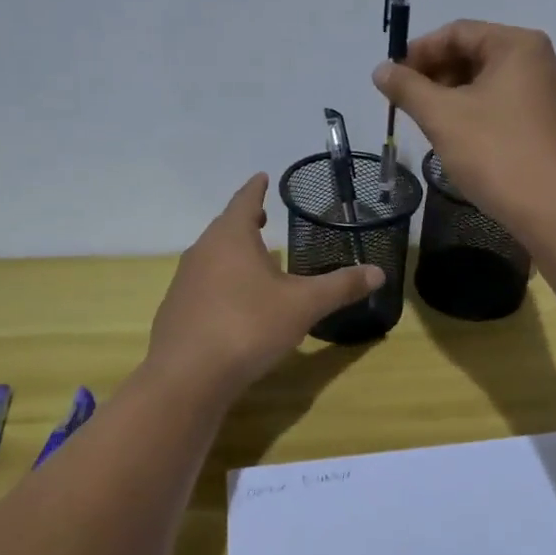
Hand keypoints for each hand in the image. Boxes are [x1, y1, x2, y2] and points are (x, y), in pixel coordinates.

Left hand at [145, 174, 384, 399]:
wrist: (187, 377)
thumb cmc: (248, 326)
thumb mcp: (303, 305)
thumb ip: (340, 286)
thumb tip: (379, 272)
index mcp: (231, 238)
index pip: (244, 201)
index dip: (256, 189)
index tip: (262, 177)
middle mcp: (202, 252)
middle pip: (225, 228)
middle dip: (246, 221)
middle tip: (264, 217)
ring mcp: (184, 282)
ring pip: (213, 257)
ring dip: (233, 253)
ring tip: (255, 260)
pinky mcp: (176, 312)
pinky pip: (203, 285)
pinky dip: (222, 283)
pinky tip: (236, 303)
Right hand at [374, 21, 555, 242]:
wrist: (553, 210)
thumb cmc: (495, 153)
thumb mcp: (442, 117)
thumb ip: (407, 88)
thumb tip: (381, 70)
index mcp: (517, 45)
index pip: (457, 32)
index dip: (418, 52)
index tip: (391, 78)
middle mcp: (539, 61)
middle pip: (474, 54)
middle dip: (435, 75)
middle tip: (405, 102)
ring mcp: (547, 94)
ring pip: (487, 82)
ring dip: (451, 95)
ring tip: (426, 121)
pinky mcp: (547, 124)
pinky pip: (502, 104)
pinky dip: (474, 112)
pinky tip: (455, 136)